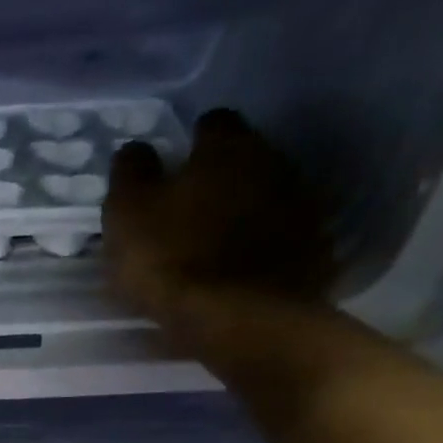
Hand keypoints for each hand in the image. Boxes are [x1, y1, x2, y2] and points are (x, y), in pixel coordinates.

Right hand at [103, 109, 333, 330]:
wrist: (241, 319)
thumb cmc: (172, 260)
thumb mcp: (128, 216)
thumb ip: (131, 175)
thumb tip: (135, 148)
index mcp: (226, 148)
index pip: (212, 124)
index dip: (191, 145)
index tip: (174, 170)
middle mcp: (273, 161)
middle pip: (246, 159)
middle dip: (222, 178)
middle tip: (193, 211)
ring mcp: (301, 205)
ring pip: (268, 196)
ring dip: (245, 213)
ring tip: (216, 247)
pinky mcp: (314, 249)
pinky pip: (285, 238)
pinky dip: (265, 248)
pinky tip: (243, 272)